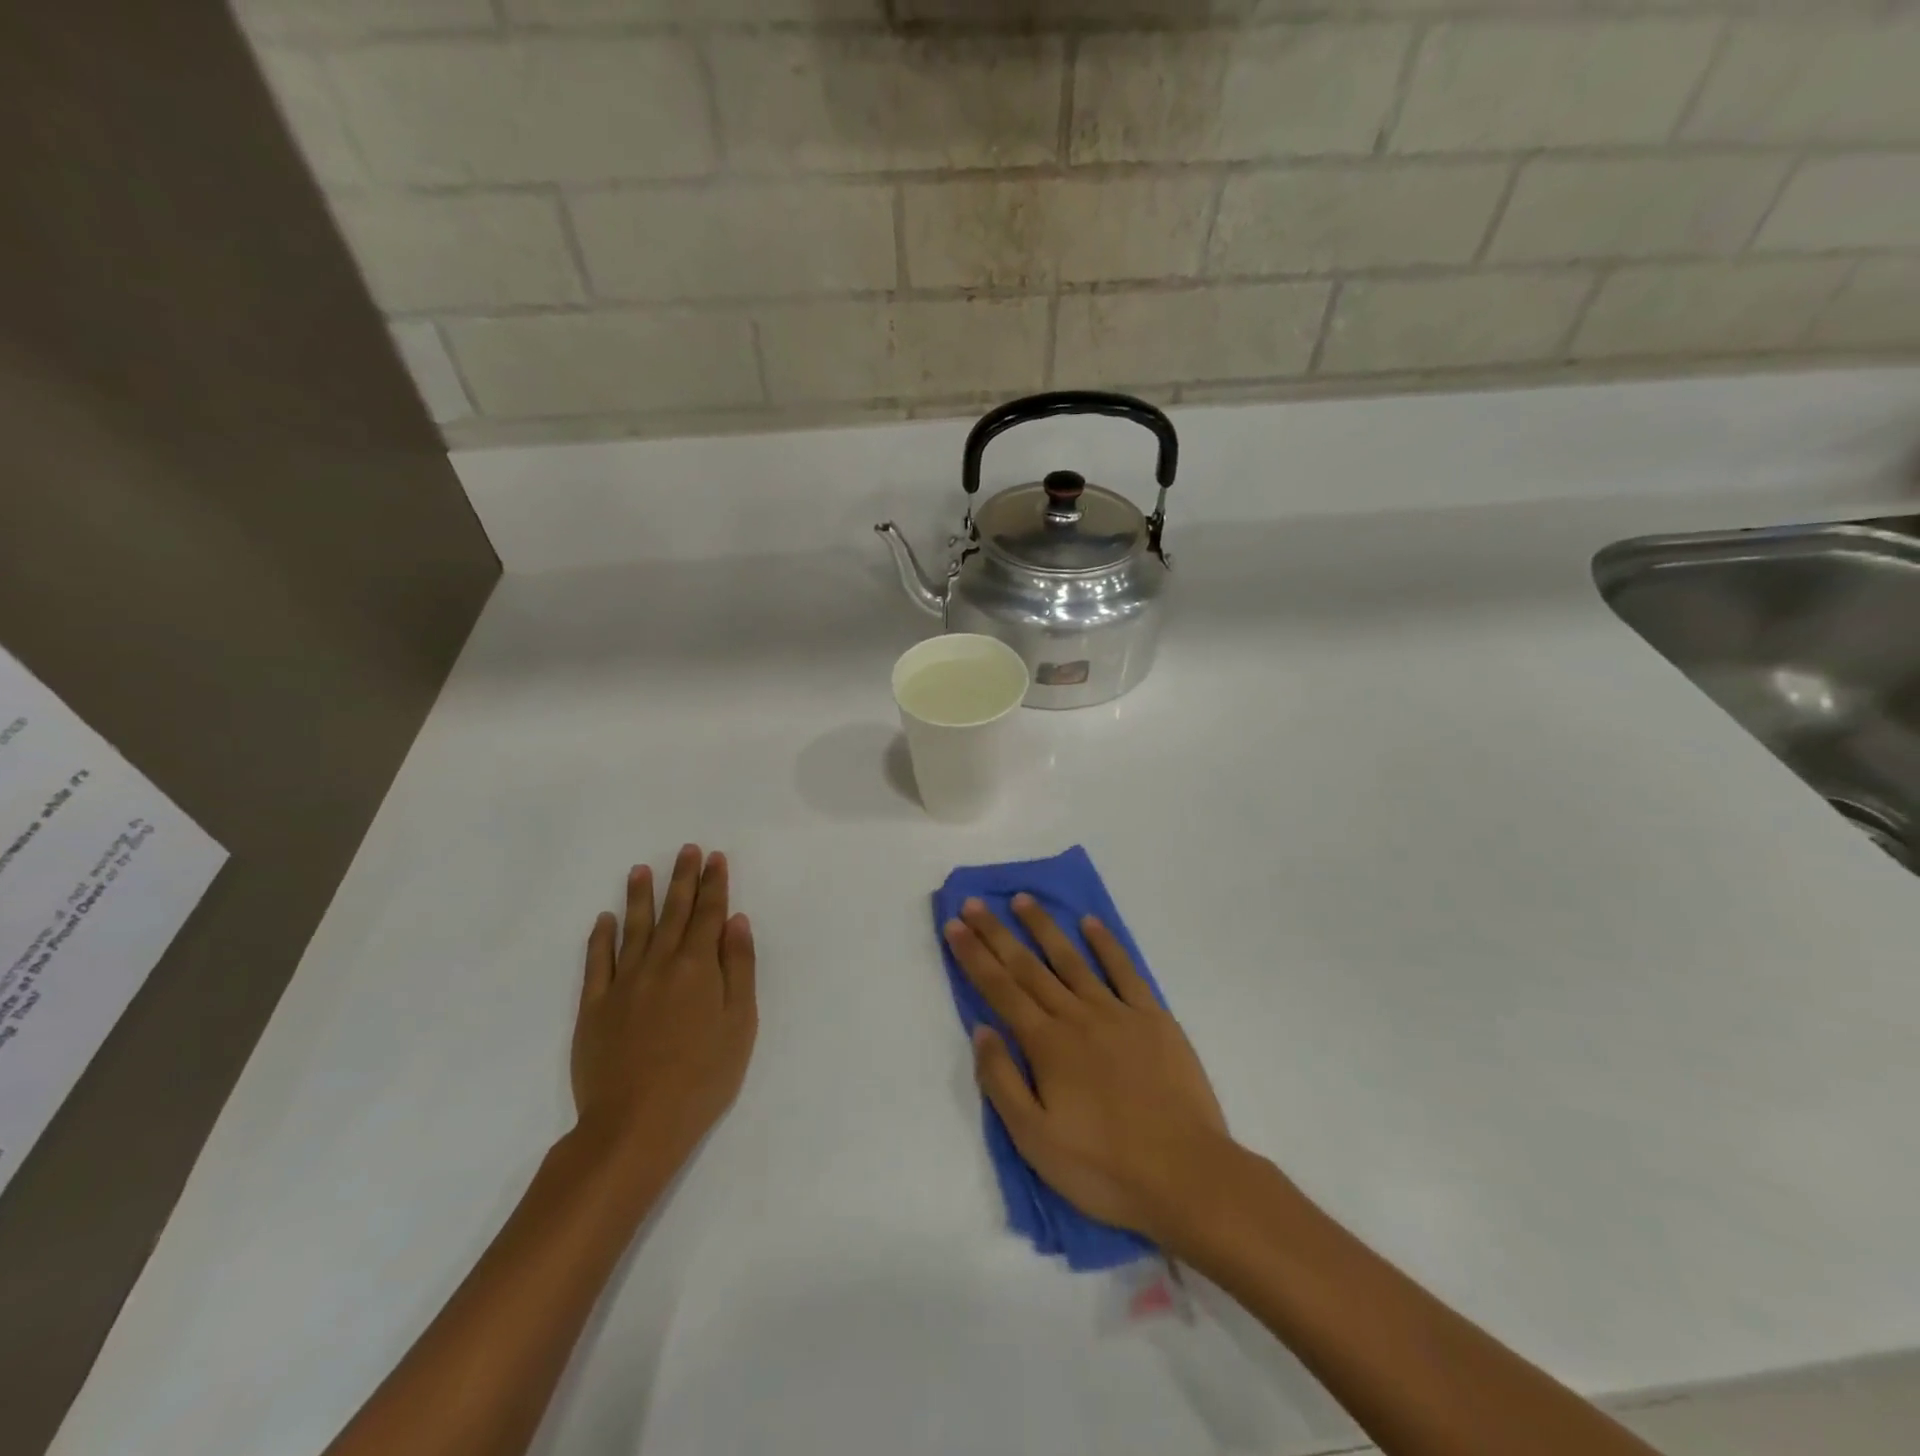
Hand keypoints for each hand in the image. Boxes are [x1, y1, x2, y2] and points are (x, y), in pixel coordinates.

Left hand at [570, 845, 756, 1186]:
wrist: (635, 1124)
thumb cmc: (703, 1076)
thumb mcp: (740, 1023)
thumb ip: (739, 967)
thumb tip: (736, 921)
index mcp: (698, 967)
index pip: (709, 914)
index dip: (714, 884)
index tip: (715, 858)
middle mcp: (660, 964)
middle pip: (674, 913)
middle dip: (683, 879)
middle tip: (686, 850)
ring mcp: (623, 983)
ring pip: (633, 928)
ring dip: (639, 897)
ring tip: (641, 869)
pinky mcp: (594, 1006)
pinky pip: (596, 962)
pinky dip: (600, 937)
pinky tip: (604, 919)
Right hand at [943, 894, 1229, 1245]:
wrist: (1186, 1175)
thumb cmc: (1104, 1167)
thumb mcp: (1035, 1140)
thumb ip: (1003, 1081)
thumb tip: (981, 1029)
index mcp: (1046, 1045)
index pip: (1000, 989)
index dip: (974, 955)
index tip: (955, 925)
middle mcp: (1076, 1016)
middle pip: (1028, 967)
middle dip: (997, 933)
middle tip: (974, 903)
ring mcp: (1117, 1013)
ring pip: (1072, 959)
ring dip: (1044, 927)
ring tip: (1023, 900)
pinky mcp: (1154, 1018)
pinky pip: (1124, 971)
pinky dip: (1106, 944)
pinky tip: (1090, 923)